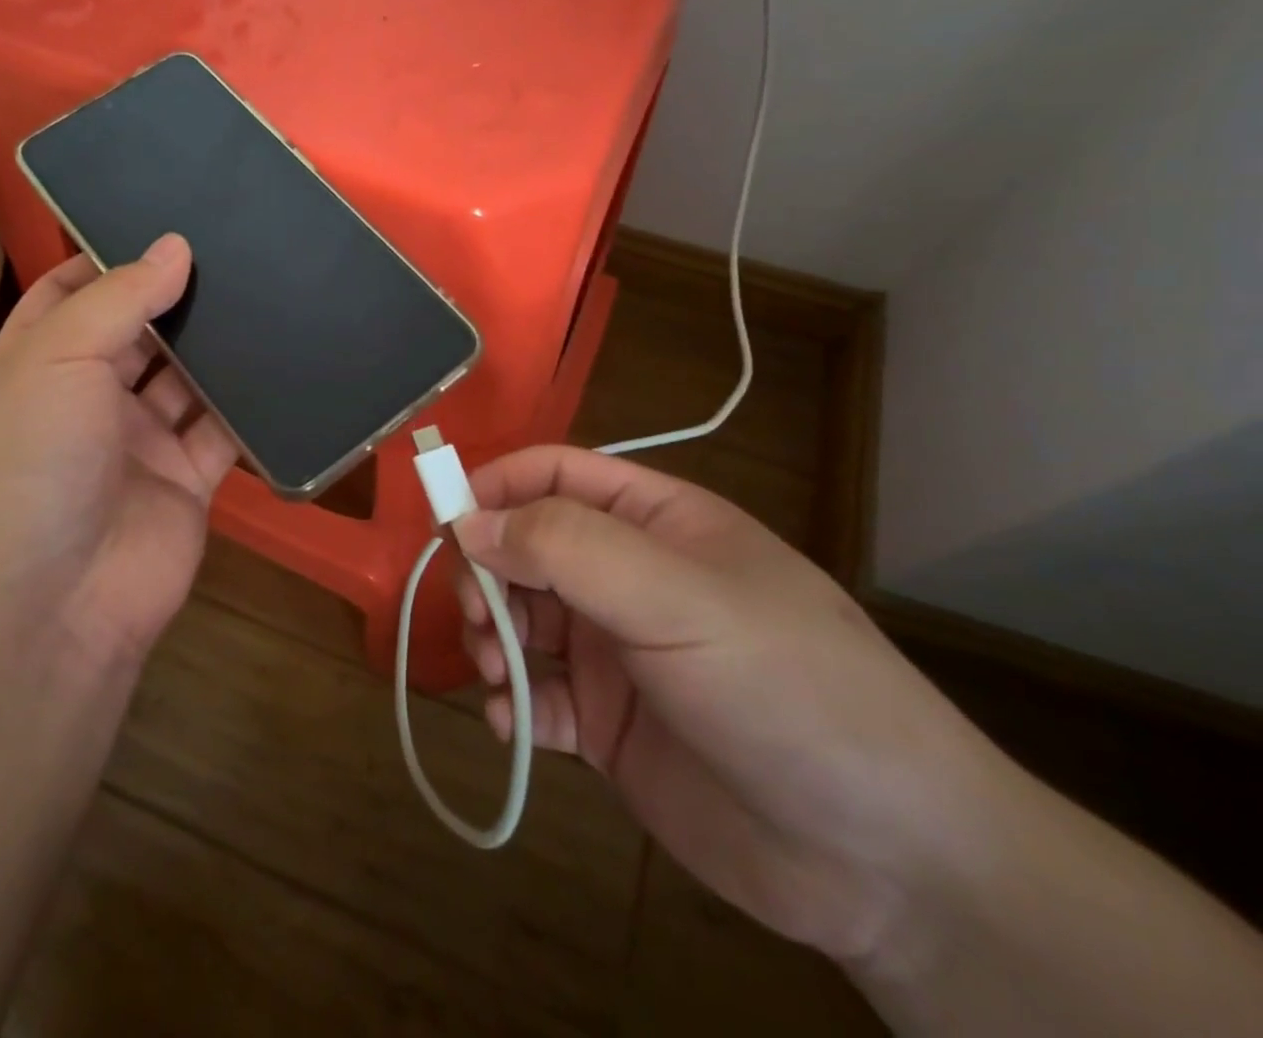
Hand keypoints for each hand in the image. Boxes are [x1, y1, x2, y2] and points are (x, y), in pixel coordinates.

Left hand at [0, 235, 236, 670]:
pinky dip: (249, 402)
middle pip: (138, 331)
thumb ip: (118, 300)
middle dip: (176, 295)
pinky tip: (285, 358)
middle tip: (235, 246)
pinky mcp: (187, 479)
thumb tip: (175, 246)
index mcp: (36, 365)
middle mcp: (86, 399)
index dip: (110, 257)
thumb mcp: (55, 363)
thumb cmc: (30, 468)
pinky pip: (223, 429)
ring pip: (186, 377)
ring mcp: (138, 441)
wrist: (53, 611)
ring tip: (267, 287)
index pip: (70, 293)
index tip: (164, 220)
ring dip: (217, 344)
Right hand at [452, 446, 1004, 966]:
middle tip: (480, 615)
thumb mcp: (676, 597)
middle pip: (527, 547)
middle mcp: (630, 578)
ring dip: (493, 638)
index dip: (498, 487)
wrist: (891, 864)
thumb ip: (567, 548)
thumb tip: (469, 522)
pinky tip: (510, 722)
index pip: (556, 475)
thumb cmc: (784, 687)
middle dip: (490, 573)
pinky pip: (537, 696)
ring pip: (523, 620)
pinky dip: (512, 703)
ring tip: (496, 672)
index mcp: (655, 523)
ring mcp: (617, 652)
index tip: (449, 523)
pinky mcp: (609, 725)